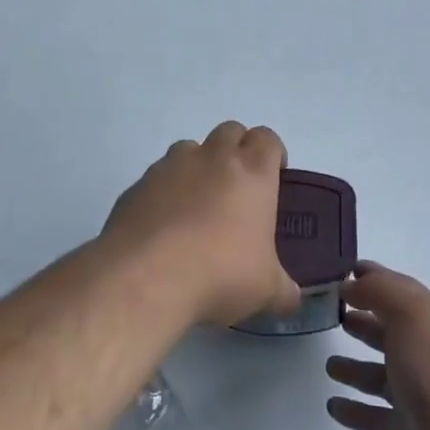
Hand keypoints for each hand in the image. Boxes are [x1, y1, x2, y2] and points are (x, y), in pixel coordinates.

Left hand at [100, 122, 301, 328]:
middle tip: (237, 188)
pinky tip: (163, 227)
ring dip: (198, 166)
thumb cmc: (220, 273)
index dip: (272, 154)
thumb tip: (292, 298)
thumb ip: (283, 289)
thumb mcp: (265, 290)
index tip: (273, 177)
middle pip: (230, 131)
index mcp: (252, 172)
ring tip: (197, 205)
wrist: (146, 277)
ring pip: (190, 148)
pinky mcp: (137, 185)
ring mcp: (170, 167)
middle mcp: (213, 158)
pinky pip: (156, 177)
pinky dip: (164, 191)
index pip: (267, 139)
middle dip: (236, 151)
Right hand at [325, 262, 429, 429]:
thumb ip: (380, 291)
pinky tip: (332, 405)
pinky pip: (373, 418)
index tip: (345, 271)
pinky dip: (353, 410)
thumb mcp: (411, 314)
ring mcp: (418, 400)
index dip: (376, 280)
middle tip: (334, 316)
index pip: (402, 293)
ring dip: (355, 368)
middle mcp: (428, 358)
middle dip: (366, 322)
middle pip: (392, 334)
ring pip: (380, 377)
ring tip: (328, 365)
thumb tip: (352, 282)